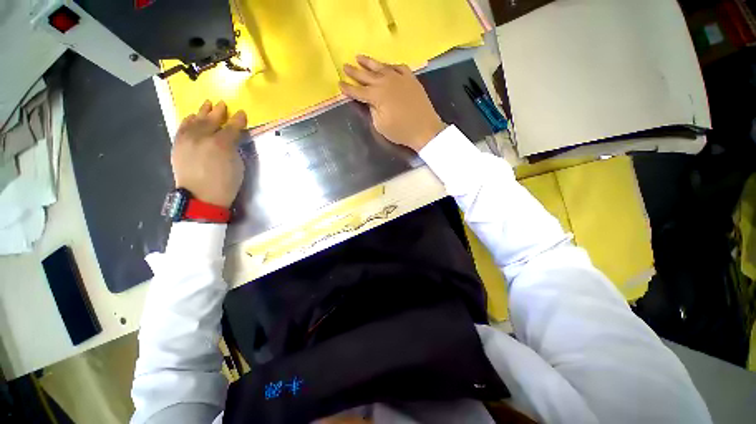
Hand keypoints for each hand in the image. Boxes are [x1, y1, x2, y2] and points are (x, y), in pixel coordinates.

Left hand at [171, 101, 247, 207]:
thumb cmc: (226, 184)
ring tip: (207, 104)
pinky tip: (191, 117)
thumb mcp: (237, 165)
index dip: (238, 120)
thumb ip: (234, 147)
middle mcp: (202, 138)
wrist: (202, 197)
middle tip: (222, 104)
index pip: (231, 127)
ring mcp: (187, 140)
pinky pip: (182, 128)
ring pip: (195, 121)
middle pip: (211, 120)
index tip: (242, 113)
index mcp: (221, 144)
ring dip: (202, 112)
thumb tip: (233, 138)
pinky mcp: (177, 145)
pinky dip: (188, 120)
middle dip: (218, 112)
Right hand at [340, 55, 446, 150]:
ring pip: (381, 67)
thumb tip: (370, 102)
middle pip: (367, 76)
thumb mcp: (380, 125)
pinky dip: (390, 66)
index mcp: (376, 96)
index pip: (358, 91)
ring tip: (359, 57)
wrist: (424, 129)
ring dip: (369, 62)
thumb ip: (372, 111)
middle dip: (354, 72)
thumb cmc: (400, 131)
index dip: (348, 88)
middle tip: (345, 66)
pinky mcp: (410, 78)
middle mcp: (386, 82)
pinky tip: (386, 66)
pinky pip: (398, 67)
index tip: (339, 83)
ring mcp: (399, 78)